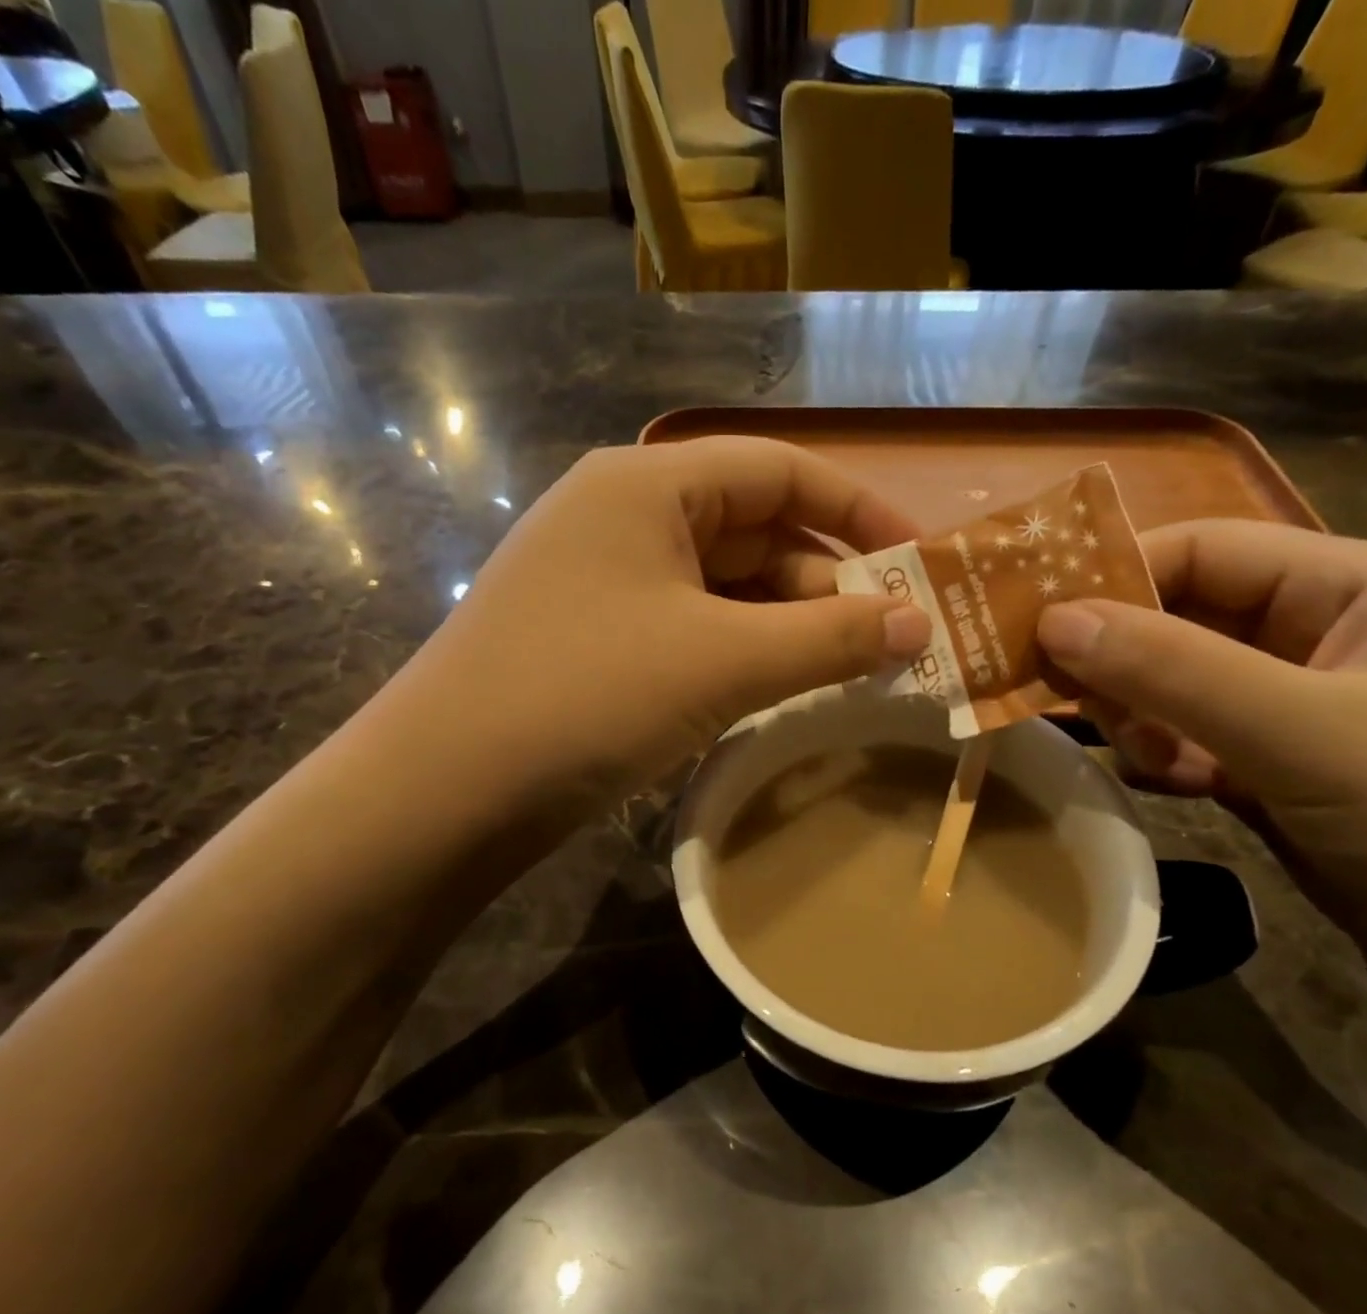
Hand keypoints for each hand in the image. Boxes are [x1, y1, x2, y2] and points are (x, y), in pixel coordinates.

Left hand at [396, 436, 930, 801]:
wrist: (445, 791)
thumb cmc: (588, 696)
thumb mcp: (722, 662)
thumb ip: (828, 638)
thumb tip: (921, 624)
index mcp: (648, 486)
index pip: (777, 468)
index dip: (858, 509)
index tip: (921, 560)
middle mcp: (624, 518)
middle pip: (753, 528)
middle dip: (828, 578)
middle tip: (894, 633)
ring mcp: (605, 583)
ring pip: (724, 586)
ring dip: (789, 621)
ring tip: (853, 666)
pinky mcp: (597, 641)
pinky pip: (692, 628)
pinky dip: (744, 650)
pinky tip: (782, 685)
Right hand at [1037, 519, 1366, 1037]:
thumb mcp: (1309, 733)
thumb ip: (1172, 670)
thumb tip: (1053, 620)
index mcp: (1356, 587)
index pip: (1205, 548)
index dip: (1114, 573)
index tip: (1032, 619)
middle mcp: (1327, 638)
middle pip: (1185, 619)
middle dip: (1117, 654)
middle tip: (1049, 692)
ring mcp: (1307, 714)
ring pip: (1184, 688)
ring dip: (1139, 714)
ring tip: (1123, 752)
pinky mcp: (1290, 778)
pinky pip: (1199, 746)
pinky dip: (1163, 758)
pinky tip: (1144, 780)